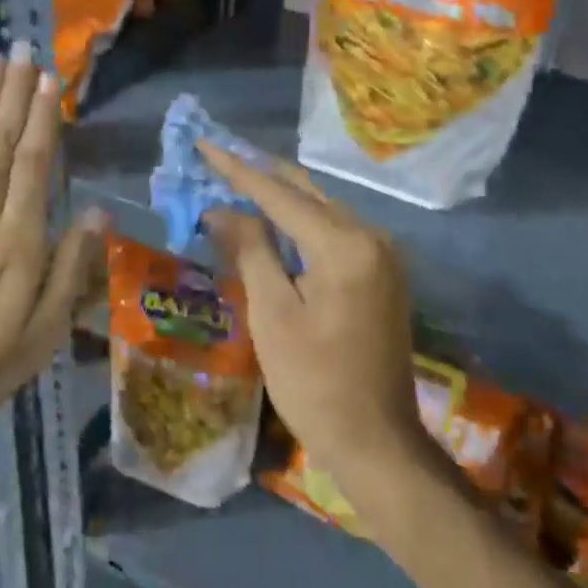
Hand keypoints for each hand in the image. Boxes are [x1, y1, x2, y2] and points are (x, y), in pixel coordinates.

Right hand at [197, 142, 420, 484]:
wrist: (378, 442)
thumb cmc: (315, 383)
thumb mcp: (272, 315)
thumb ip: (250, 251)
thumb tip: (221, 210)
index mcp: (344, 244)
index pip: (280, 194)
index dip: (238, 170)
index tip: (205, 144)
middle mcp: (371, 236)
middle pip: (307, 192)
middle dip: (261, 175)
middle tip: (219, 158)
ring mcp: (383, 254)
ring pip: (322, 209)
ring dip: (281, 197)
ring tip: (239, 182)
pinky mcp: (383, 273)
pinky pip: (336, 231)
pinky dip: (302, 222)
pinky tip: (276, 220)